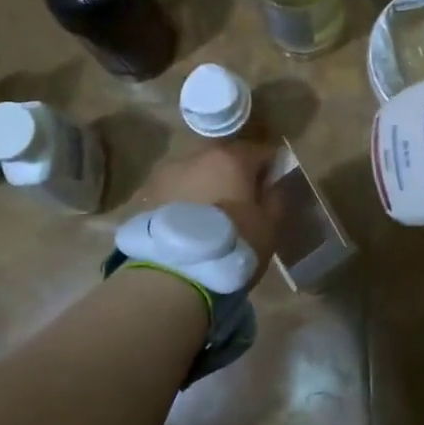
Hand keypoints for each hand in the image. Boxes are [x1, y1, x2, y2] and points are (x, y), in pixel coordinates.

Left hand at [139, 140, 279, 269]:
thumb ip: (276, 198)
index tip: (272, 188)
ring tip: (210, 216)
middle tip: (241, 203)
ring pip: (197, 172)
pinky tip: (188, 224)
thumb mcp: (269, 226)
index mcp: (232, 158)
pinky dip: (185, 200)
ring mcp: (168, 173)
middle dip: (235, 174)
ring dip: (207, 185)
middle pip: (225, 158)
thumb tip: (275, 183)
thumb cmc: (232, 245)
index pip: (262, 151)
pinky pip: (176, 191)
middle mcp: (198, 156)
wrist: (174, 273)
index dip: (271, 168)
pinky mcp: (147, 194)